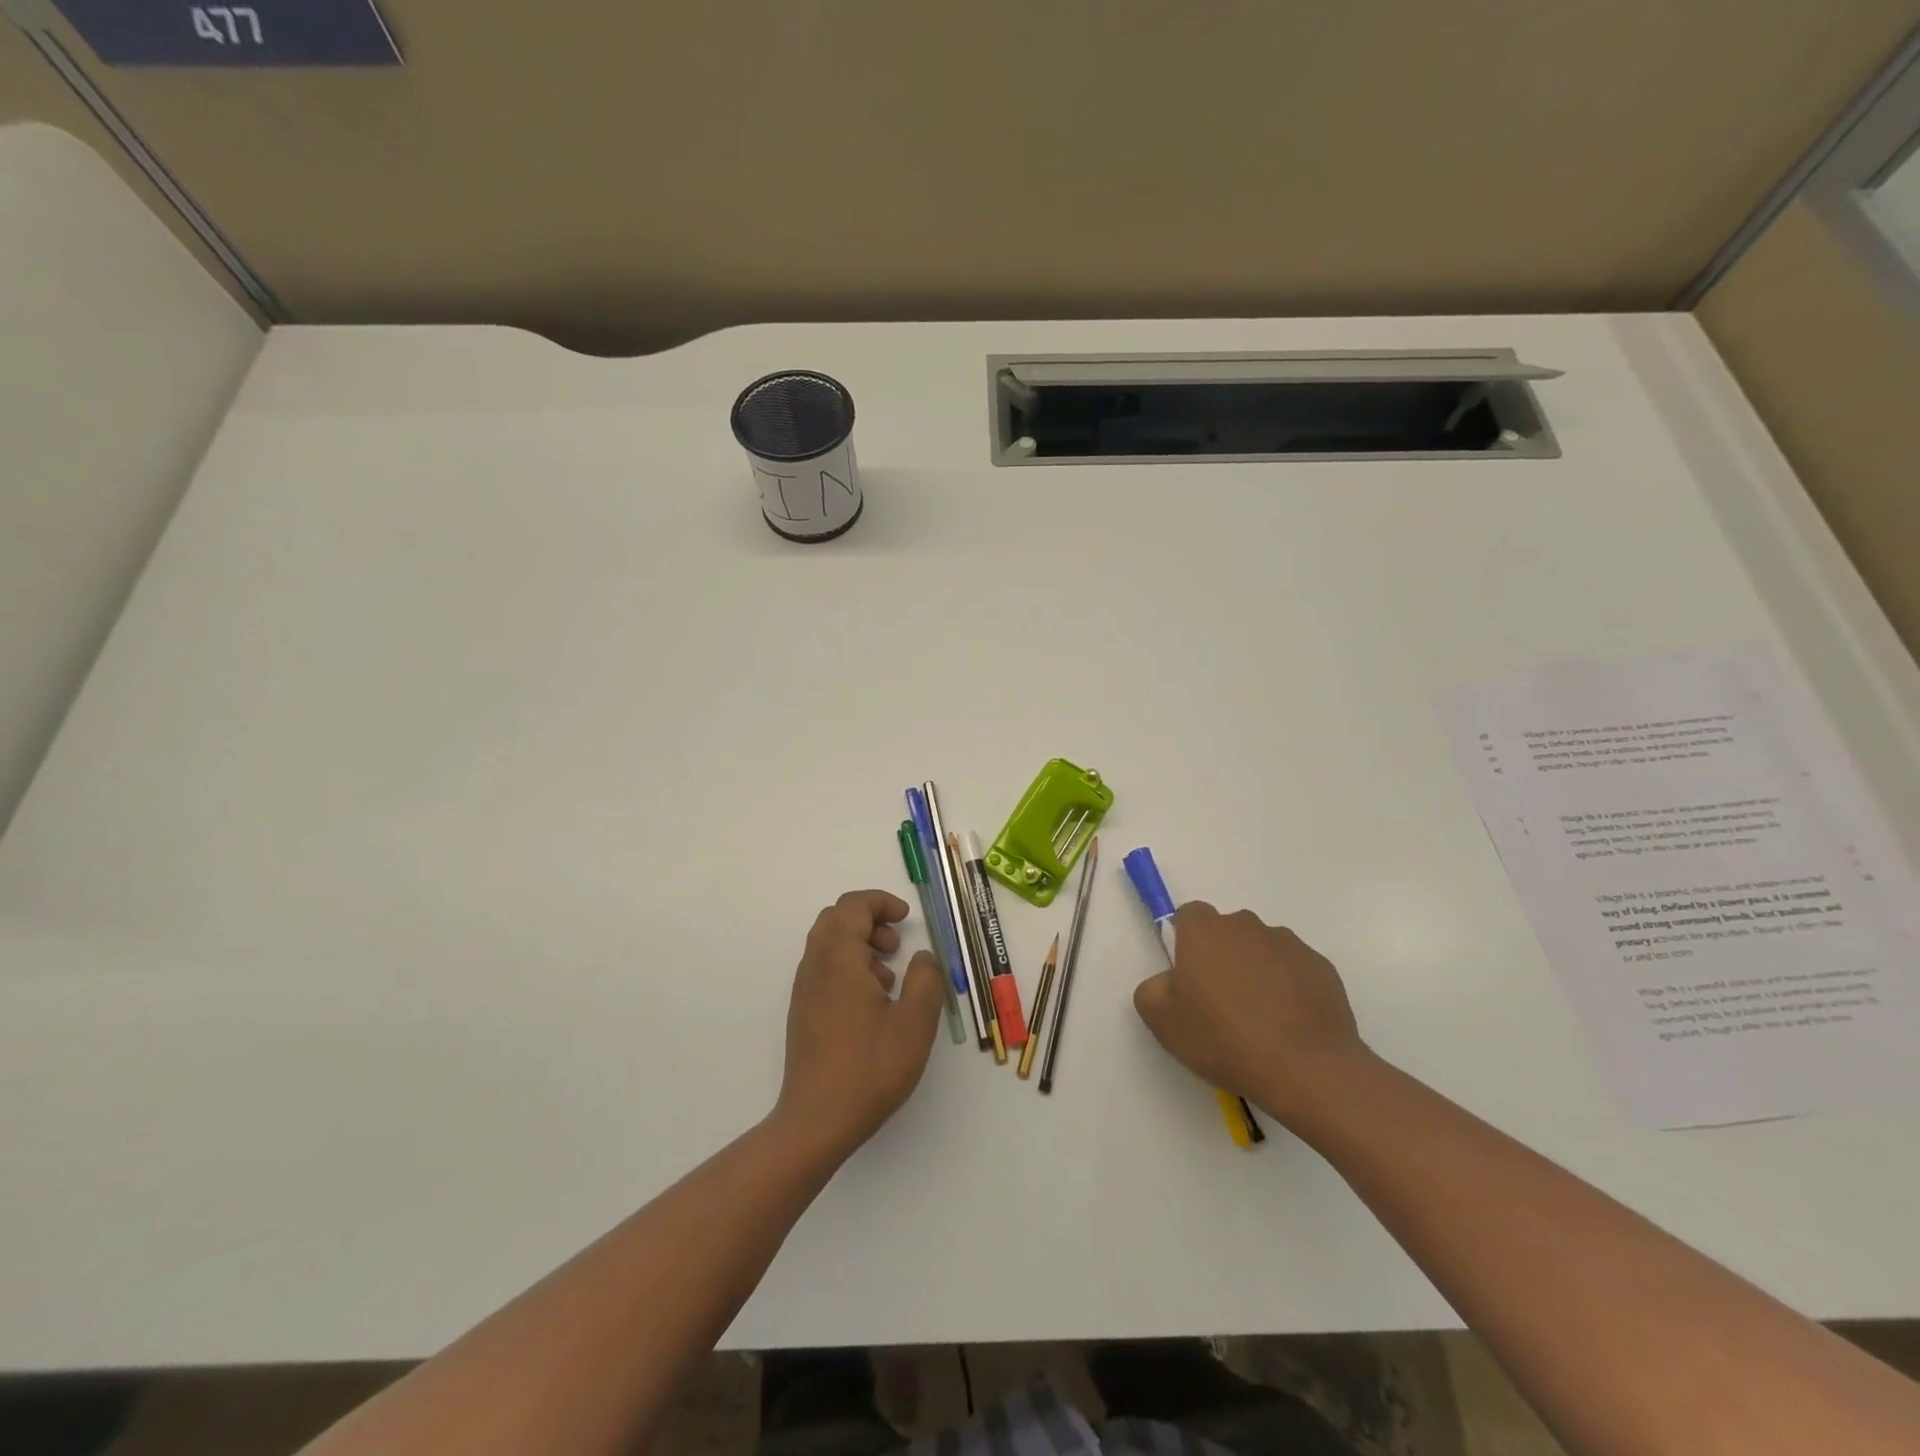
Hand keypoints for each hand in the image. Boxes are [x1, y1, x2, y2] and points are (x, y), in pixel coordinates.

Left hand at [775, 889, 945, 1158]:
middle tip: (896, 945)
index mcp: (838, 959)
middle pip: (836, 919)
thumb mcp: (914, 1022)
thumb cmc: (869, 1068)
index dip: (881, 902)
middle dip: (869, 920)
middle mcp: (815, 967)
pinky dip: (849, 968)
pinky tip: (872, 1004)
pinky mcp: (803, 1013)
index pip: (852, 906)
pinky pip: (824, 970)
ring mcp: (804, 991)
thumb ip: (925, 980)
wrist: (816, 1121)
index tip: (906, 918)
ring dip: (859, 945)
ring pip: (828, 945)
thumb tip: (922, 957)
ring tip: (889, 979)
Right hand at [1132, 902, 1369, 1123]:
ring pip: (1262, 950)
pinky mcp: (1321, 967)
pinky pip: (1295, 970)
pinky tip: (1288, 1025)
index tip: (1188, 977)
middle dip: (1222, 957)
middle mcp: (1246, 926)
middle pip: (1227, 931)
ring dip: (1257, 971)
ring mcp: (1288, 944)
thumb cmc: (1224, 1039)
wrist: (1306, 1070)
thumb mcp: (1162, 1021)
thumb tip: (1169, 981)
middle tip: (1220, 1002)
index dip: (1185, 942)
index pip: (1188, 916)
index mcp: (1204, 931)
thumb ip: (1152, 989)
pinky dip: (1289, 988)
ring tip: (1260, 1019)